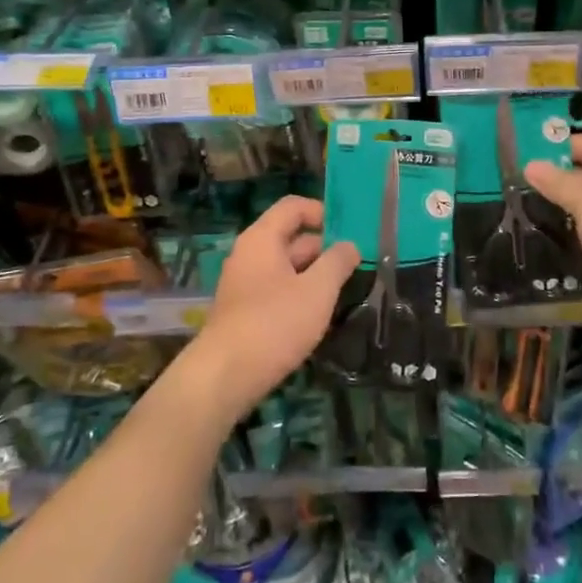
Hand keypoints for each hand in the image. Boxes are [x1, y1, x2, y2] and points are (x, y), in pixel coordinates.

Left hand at [184, 195, 358, 418]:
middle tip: (356, 265)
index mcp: (262, 238)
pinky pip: (277, 290)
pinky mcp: (244, 311)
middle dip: (324, 248)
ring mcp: (244, 283)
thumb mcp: (318, 290)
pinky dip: (299, 295)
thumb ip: (337, 262)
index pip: (293, 207)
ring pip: (286, 267)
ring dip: (314, 274)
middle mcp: (249, 254)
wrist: (226, 375)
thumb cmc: (275, 323)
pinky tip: (318, 315)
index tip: (349, 230)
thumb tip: (350, 245)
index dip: (322, 212)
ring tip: (344, 290)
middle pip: (291, 237)